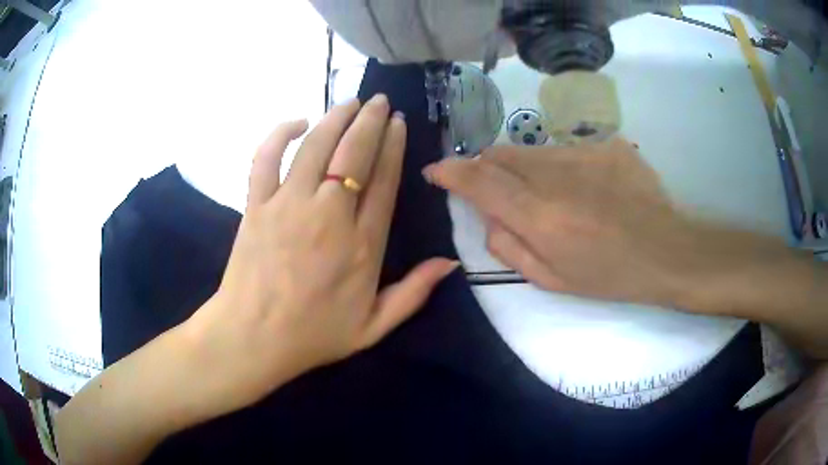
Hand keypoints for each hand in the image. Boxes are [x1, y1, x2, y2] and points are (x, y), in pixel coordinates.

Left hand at [184, 95, 456, 417]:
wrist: (253, 339)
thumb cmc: (313, 336)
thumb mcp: (373, 327)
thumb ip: (413, 293)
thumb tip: (450, 263)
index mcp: (362, 244)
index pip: (384, 181)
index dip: (392, 147)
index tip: (398, 123)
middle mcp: (329, 215)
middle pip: (354, 153)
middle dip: (370, 121)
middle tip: (379, 102)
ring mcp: (288, 205)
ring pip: (316, 146)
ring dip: (335, 118)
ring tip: (350, 102)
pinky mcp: (257, 205)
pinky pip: (266, 158)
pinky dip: (279, 134)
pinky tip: (297, 122)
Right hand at [423, 138, 803, 311]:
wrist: (666, 251)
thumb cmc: (610, 277)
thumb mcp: (552, 281)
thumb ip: (509, 247)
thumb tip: (489, 216)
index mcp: (541, 216)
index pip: (480, 180)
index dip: (451, 172)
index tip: (436, 170)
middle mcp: (556, 176)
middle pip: (500, 156)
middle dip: (486, 169)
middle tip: (497, 191)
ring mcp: (584, 154)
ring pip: (531, 151)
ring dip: (524, 169)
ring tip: (550, 197)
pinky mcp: (605, 145)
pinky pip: (564, 150)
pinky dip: (558, 167)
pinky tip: (584, 190)